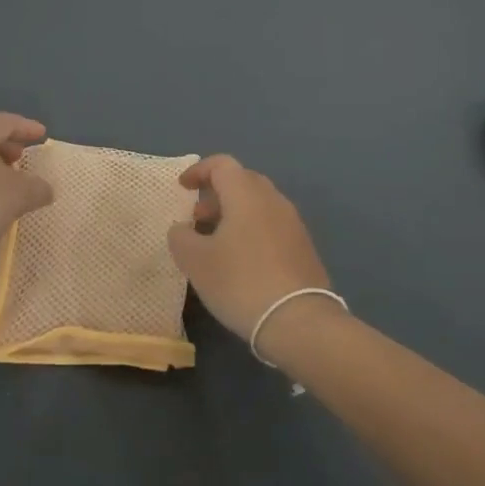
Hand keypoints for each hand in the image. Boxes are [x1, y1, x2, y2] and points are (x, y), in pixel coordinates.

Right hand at [168, 156, 332, 355]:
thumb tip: (182, 228)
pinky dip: (251, 230)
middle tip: (197, 217)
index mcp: (246, 194)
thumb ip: (181, 237)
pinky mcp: (303, 247)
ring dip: (234, 213)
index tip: (182, 187)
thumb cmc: (240, 282)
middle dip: (216, 193)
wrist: (299, 321)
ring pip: (258, 204)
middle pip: (242, 181)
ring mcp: (293, 223)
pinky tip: (241, 260)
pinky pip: (271, 225)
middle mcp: (273, 199)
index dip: (198, 171)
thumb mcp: (196, 261)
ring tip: (216, 242)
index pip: (221, 164)